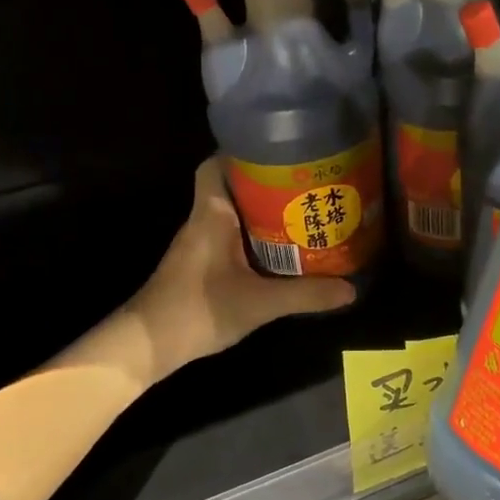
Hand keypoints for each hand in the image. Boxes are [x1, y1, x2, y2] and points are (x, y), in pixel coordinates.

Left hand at [128, 158, 355, 378]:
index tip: (279, 154)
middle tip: (306, 185)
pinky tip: (281, 251)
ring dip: (263, 212)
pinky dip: (254, 238)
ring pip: (233, 214)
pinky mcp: (201, 265)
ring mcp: (200, 244)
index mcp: (211, 214)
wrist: (148, 345)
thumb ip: (305, 295)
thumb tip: (351, 289)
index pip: (217, 165)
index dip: (243, 154)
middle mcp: (203, 221)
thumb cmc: (198, 310)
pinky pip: (231, 238)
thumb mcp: (259, 303)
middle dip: (266, 184)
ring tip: (302, 212)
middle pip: (232, 187)